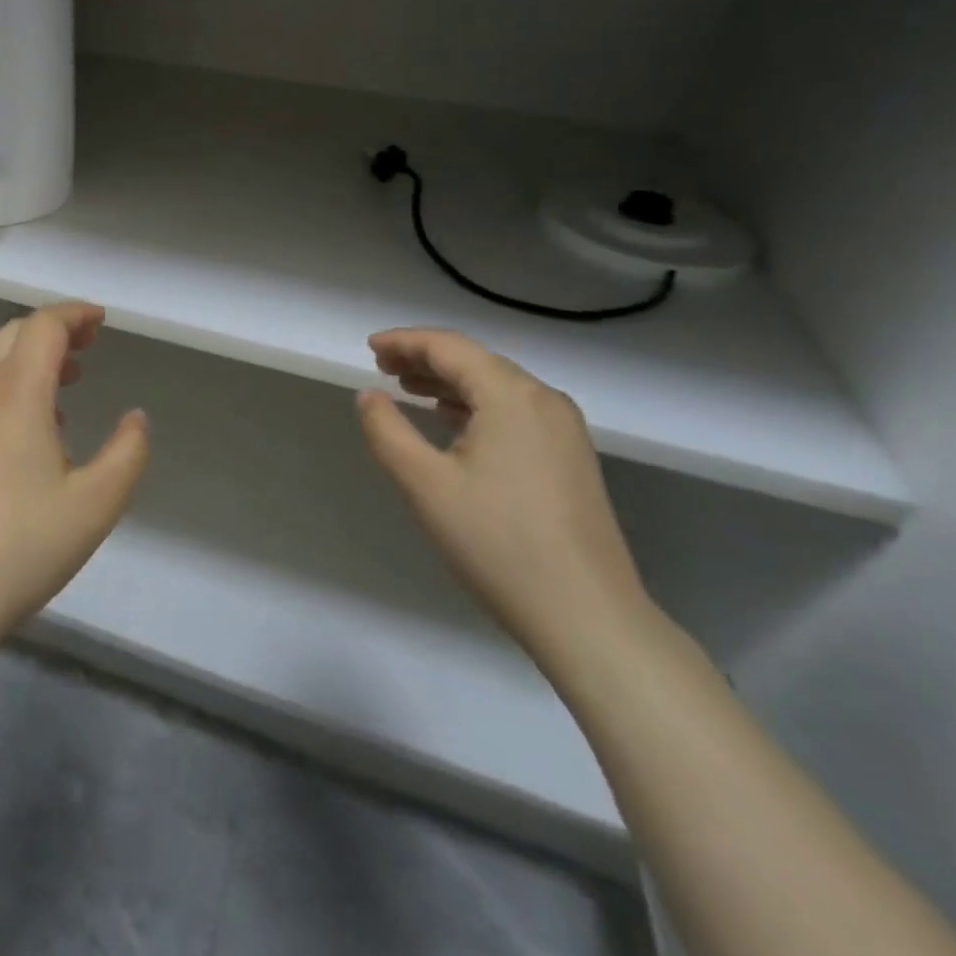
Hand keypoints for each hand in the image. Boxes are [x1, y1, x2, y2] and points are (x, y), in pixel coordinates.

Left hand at [0, 302, 149, 647]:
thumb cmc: (26, 543)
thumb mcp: (97, 502)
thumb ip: (128, 452)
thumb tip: (136, 418)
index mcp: (18, 395)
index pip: (43, 326)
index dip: (74, 314)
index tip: (101, 321)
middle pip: (13, 334)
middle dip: (53, 329)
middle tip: (89, 345)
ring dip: (33, 358)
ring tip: (71, 380)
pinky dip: (16, 386)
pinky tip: (41, 428)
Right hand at [355, 328, 655, 672]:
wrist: (586, 615)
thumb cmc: (497, 543)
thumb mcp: (424, 484)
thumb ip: (387, 430)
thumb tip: (369, 395)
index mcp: (511, 396)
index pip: (449, 347)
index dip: (405, 341)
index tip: (369, 347)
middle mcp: (544, 400)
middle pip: (475, 361)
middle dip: (425, 358)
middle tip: (381, 366)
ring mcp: (564, 429)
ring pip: (496, 385)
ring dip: (449, 381)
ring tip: (407, 388)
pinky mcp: (571, 457)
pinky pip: (514, 410)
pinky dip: (475, 404)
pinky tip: (452, 420)